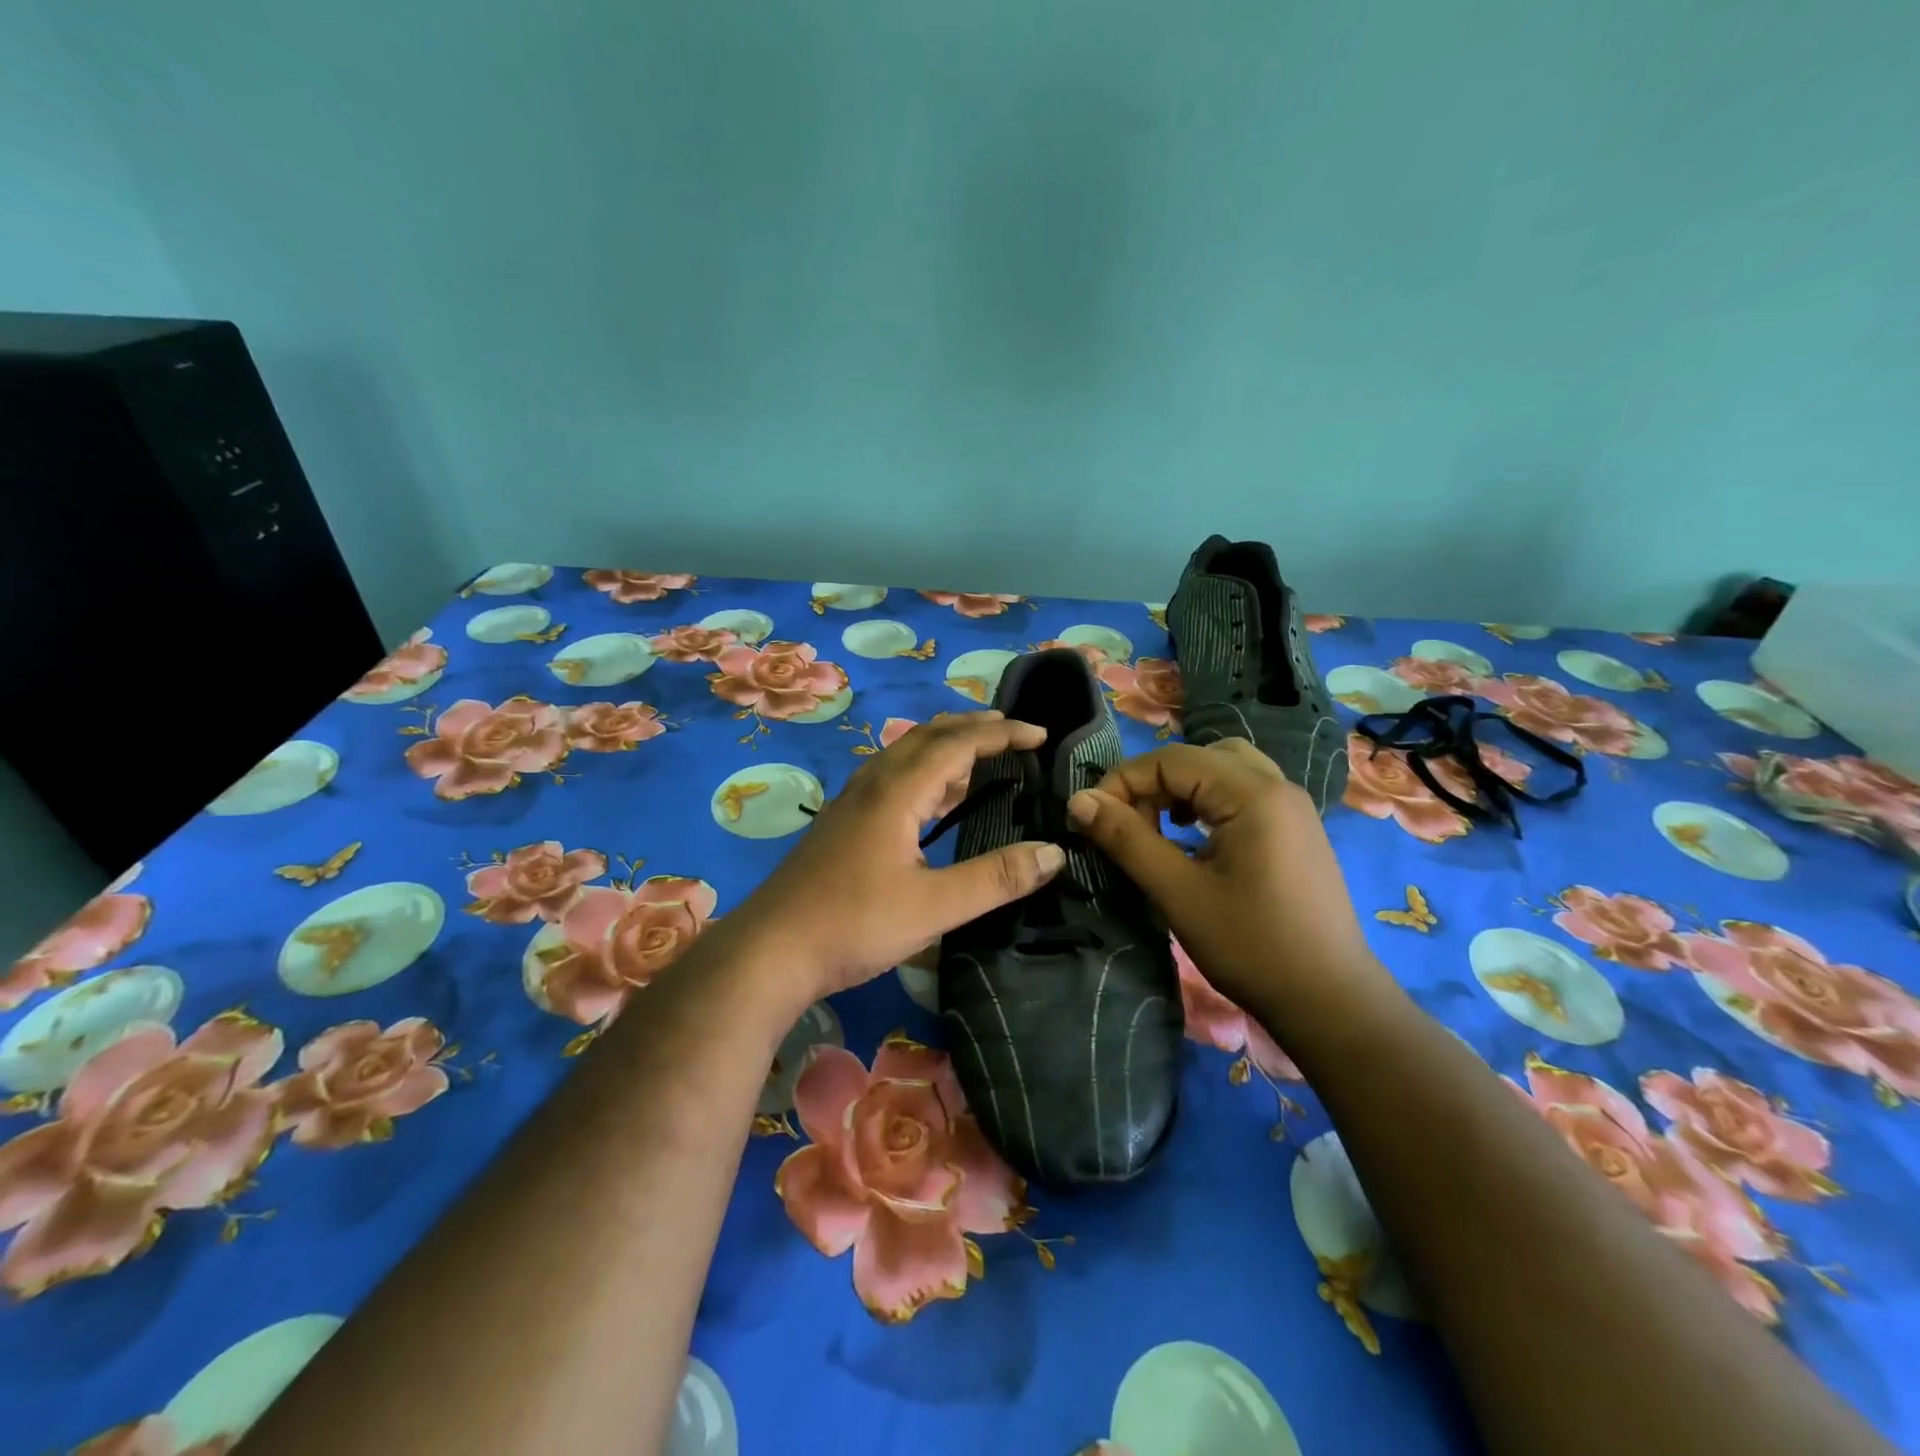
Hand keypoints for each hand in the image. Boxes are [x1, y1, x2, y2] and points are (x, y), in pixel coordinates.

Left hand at [719, 713, 1066, 1011]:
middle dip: (972, 728)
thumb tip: (1054, 852)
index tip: (1041, 735)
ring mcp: (852, 803)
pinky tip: (929, 800)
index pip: (958, 744)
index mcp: (897, 791)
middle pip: (927, 736)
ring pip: (904, 755)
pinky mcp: (841, 824)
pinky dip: (922, 772)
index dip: (1003, 734)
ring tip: (978, 756)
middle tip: (1011, 731)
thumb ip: (996, 878)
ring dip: (944, 746)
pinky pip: (890, 777)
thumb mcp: (934, 907)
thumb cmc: (853, 924)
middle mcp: (873, 784)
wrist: (769, 951)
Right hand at [1066, 739, 1394, 1030]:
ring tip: (1158, 826)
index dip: (1123, 781)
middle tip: (1127, 823)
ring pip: (1223, 770)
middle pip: (1199, 757)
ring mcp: (1292, 807)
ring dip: (1181, 789)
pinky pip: (1244, 792)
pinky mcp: (1296, 830)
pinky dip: (1209, 801)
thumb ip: (1127, 839)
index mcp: (1253, 794)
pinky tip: (1193, 837)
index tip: (1092, 817)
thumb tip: (1080, 800)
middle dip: (1153, 782)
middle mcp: (1277, 786)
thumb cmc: (1251, 946)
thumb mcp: (1178, 893)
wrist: (1330, 1001)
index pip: (1172, 760)